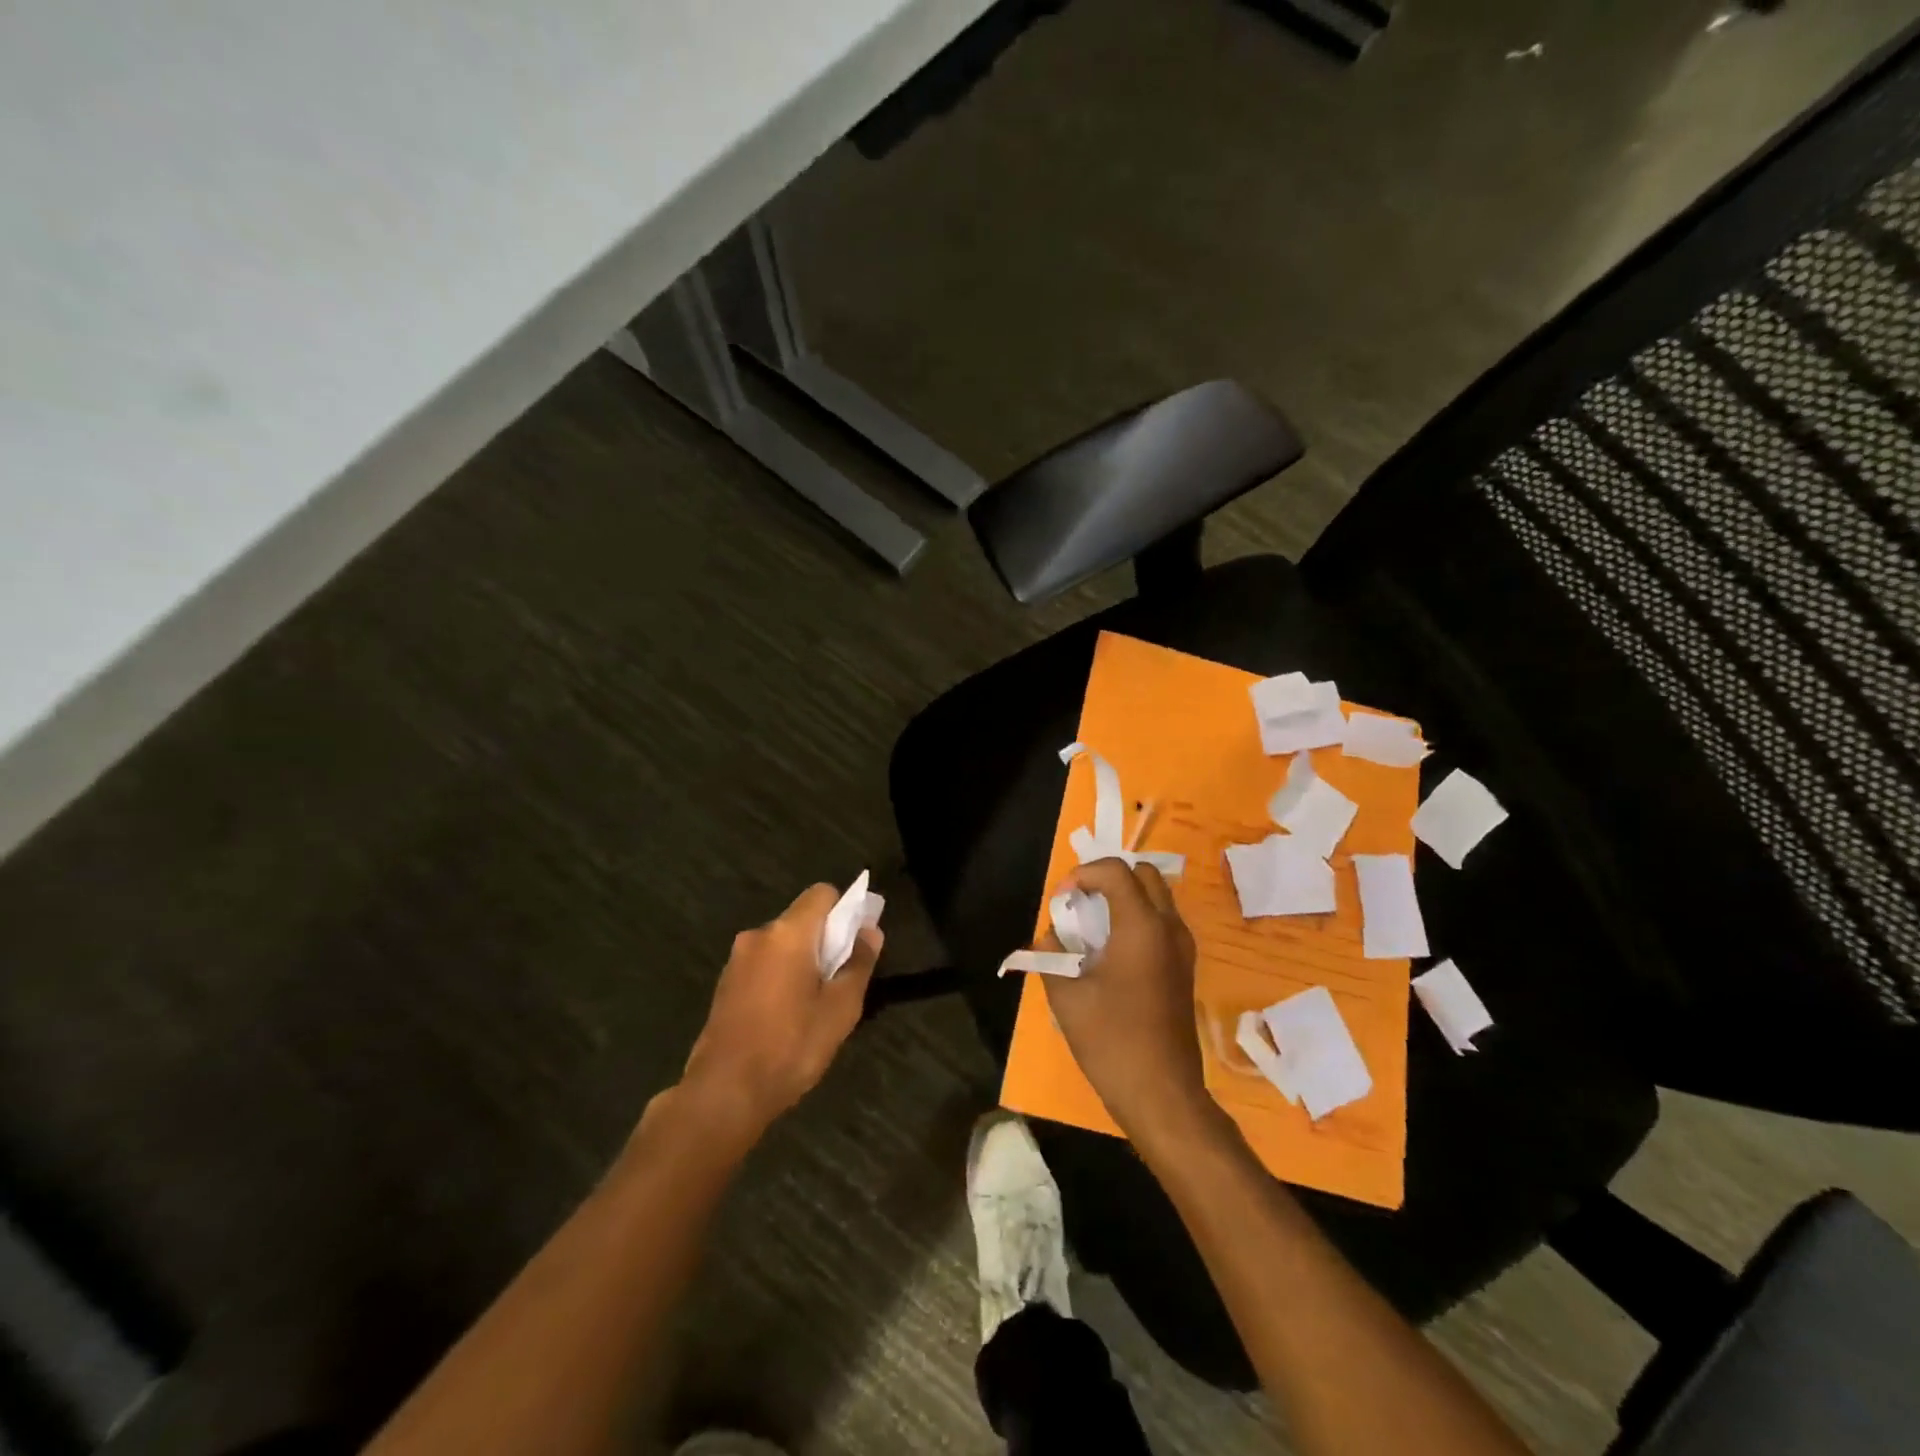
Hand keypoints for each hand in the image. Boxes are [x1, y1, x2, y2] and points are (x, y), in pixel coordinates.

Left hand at [678, 883, 881, 1143]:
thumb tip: (871, 931)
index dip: (845, 909)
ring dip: (802, 961)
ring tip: (814, 1005)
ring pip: (782, 944)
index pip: (822, 893)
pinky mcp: (725, 984)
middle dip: (825, 940)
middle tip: (840, 980)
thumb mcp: (840, 1009)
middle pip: (802, 919)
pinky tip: (786, 1016)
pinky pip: (764, 965)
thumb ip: (859, 963)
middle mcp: (759, 935)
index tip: (856, 942)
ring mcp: (737, 960)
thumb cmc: (791, 1046)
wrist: (723, 1093)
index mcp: (788, 933)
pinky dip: (780, 977)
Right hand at [1041, 859, 1214, 1149]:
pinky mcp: (1185, 968)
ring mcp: (1183, 948)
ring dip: (1125, 897)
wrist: (1162, 1094)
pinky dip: (1137, 918)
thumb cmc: (1111, 1041)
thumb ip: (1051, 956)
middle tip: (1080, 902)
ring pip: (1157, 897)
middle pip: (1144, 874)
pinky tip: (1111, 950)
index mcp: (1142, 926)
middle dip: (1108, 878)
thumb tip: (1050, 936)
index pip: (1116, 871)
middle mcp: (1169, 928)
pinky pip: (1162, 922)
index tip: (1061, 899)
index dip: (1083, 874)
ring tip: (1092, 925)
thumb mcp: (1067, 996)